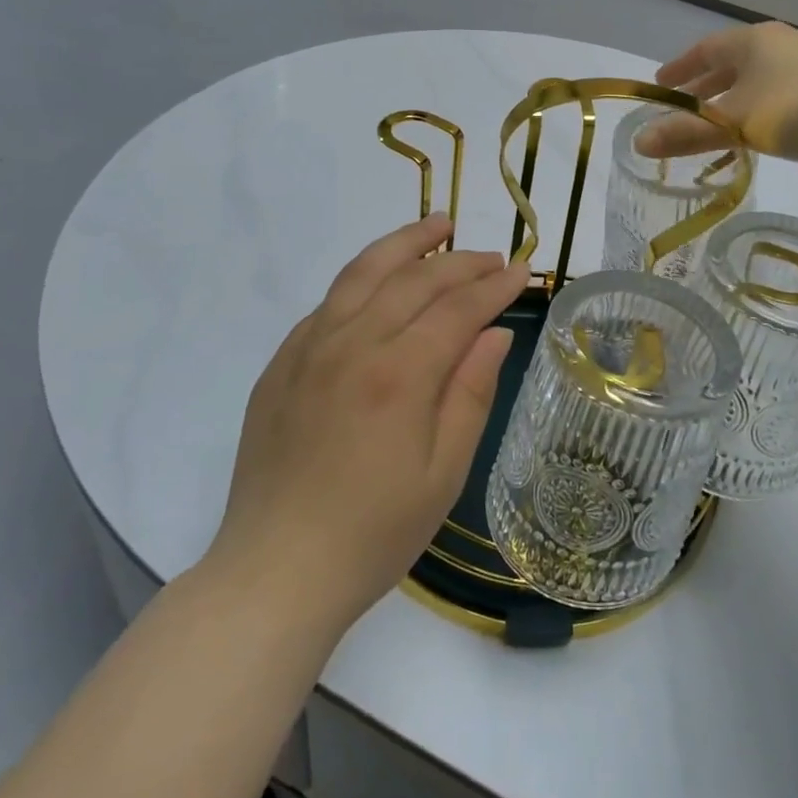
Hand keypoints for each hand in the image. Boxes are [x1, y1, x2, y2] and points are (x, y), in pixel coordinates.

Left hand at [206, 215, 528, 635]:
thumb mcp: (443, 473)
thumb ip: (470, 393)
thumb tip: (492, 334)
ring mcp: (309, 349)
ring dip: (404, 244)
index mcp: (398, 374)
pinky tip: (379, 280)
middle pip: (414, 280)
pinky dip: (362, 279)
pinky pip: (328, 302)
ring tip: (436, 224)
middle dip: (459, 261)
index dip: (493, 285)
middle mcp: (351, 345)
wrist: (275, 572)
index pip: (457, 309)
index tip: (521, 269)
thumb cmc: (374, 533)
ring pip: (363, 273)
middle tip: (491, 256)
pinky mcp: (281, 364)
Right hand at [637, 21, 797, 161]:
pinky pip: (781, 99)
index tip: (660, 84)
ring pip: (758, 83)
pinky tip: (761, 136)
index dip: (680, 68)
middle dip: (705, 88)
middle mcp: (779, 46)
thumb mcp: (732, 123)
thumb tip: (637, 143)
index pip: (705, 50)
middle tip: (682, 108)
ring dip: (734, 103)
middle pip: (732, 65)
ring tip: (718, 126)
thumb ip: (686, 133)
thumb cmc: (792, 108)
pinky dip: (761, 114)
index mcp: (751, 42)